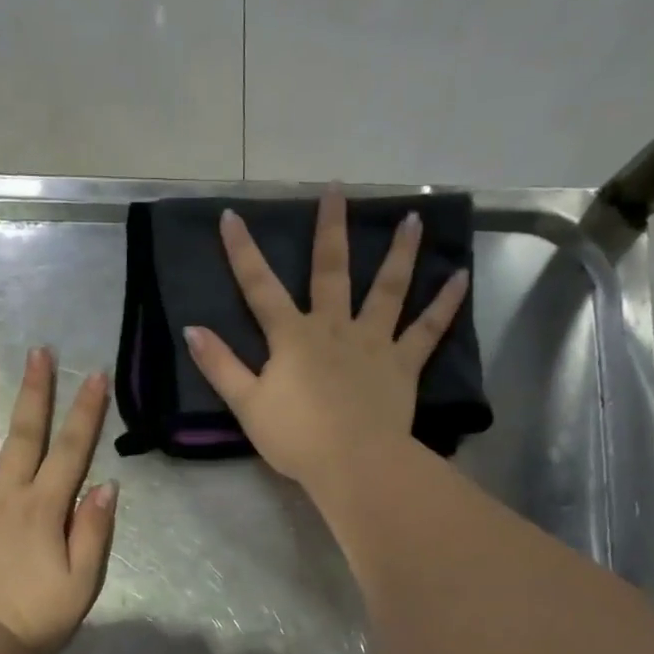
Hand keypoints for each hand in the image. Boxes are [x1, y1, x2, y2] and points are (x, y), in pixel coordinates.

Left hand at [0, 349, 116, 653]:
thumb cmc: (33, 617)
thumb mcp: (82, 582)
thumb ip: (94, 532)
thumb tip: (107, 486)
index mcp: (45, 508)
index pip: (72, 450)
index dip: (86, 412)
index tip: (95, 375)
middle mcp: (7, 493)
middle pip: (24, 433)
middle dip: (35, 390)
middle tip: (38, 351)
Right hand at [182, 188, 469, 488]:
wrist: (352, 463)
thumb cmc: (296, 437)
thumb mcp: (247, 404)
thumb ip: (220, 366)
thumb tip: (191, 330)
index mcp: (292, 337)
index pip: (260, 288)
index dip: (243, 252)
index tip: (232, 216)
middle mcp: (333, 327)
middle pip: (330, 271)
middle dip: (330, 230)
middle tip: (337, 191)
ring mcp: (373, 342)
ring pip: (387, 289)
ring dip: (400, 253)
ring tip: (414, 218)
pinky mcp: (402, 364)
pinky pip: (427, 329)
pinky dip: (445, 303)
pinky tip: (461, 277)